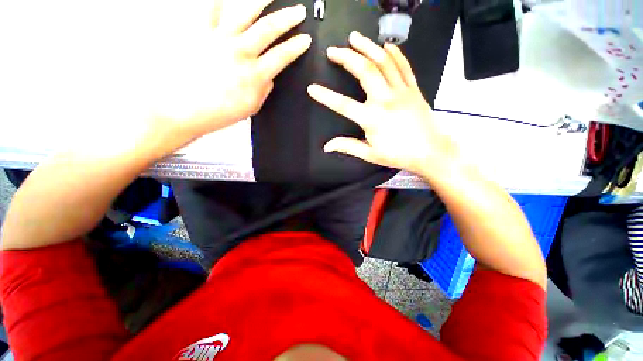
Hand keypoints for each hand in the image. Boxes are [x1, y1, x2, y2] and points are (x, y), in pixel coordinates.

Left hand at [145, 0, 311, 152]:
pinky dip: (219, 1)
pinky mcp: (198, 32)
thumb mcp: (250, 107)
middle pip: (268, 29)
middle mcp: (239, 52)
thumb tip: (268, 75)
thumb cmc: (217, 112)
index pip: (282, 56)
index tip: (305, 40)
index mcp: (254, 75)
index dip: (296, 47)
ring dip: (261, 0)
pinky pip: (209, 9)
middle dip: (287, 19)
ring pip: (244, 12)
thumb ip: (264, 89)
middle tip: (298, 12)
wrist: (182, 109)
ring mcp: (218, 39)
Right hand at [307, 32, 457, 175]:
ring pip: (383, 62)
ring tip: (354, 38)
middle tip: (333, 51)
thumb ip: (348, 146)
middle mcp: (385, 100)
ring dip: (367, 47)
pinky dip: (395, 53)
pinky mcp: (413, 89)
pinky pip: (403, 66)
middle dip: (346, 58)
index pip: (343, 105)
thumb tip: (327, 146)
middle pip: (364, 71)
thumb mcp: (370, 154)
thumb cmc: (398, 155)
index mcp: (372, 119)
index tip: (312, 88)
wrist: (431, 151)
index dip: (325, 96)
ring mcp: (401, 91)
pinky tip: (385, 46)